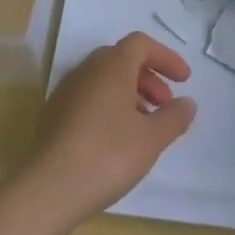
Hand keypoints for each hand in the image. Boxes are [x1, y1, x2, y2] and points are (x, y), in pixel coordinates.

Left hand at [20, 32, 195, 228]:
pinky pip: (89, 100)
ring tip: (145, 126)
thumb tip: (186, 103)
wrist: (48, 190)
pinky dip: (110, 108)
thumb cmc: (108, 155)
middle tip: (165, 104)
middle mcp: (85, 72)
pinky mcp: (53, 118)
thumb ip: (174, 117)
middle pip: (121, 60)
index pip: (140, 44)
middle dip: (148, 77)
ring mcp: (65, 94)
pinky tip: (118, 140)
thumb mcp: (152, 138)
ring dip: (130, 94)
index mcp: (110, 67)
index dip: (166, 57)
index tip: (184, 81)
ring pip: (104, 81)